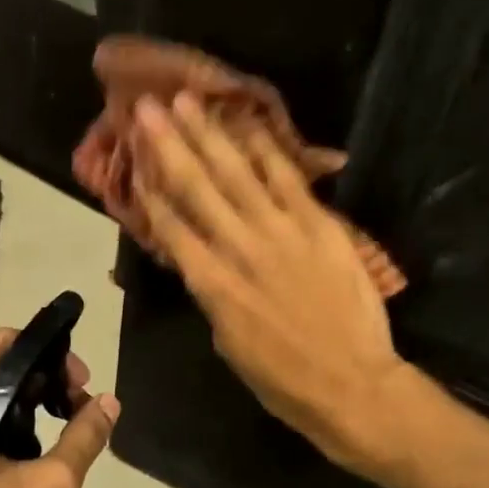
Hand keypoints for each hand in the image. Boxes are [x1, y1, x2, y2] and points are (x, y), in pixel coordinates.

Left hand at [0, 330, 118, 487]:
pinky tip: (43, 467)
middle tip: (82, 409)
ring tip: (70, 436)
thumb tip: (109, 402)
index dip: (47, 352)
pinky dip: (13, 436)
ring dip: (33, 411)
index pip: (2, 346)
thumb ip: (83, 437)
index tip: (80, 381)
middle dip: (45, 383)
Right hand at [131, 92, 411, 475]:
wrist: (353, 386)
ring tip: (186, 100)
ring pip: (237, 174)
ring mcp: (281, 233)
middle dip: (168, 145)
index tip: (135, 159)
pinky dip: (266, 150)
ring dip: (209, 134)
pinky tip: (247, 123)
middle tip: (145, 108)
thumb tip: (202, 262)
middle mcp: (239, 250)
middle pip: (196, 189)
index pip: (171, 228)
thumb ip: (214, 297)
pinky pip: (288, 179)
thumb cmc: (285, 381)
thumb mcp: (230, 345)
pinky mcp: (319, 226)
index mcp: (212, 287)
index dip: (150, 191)